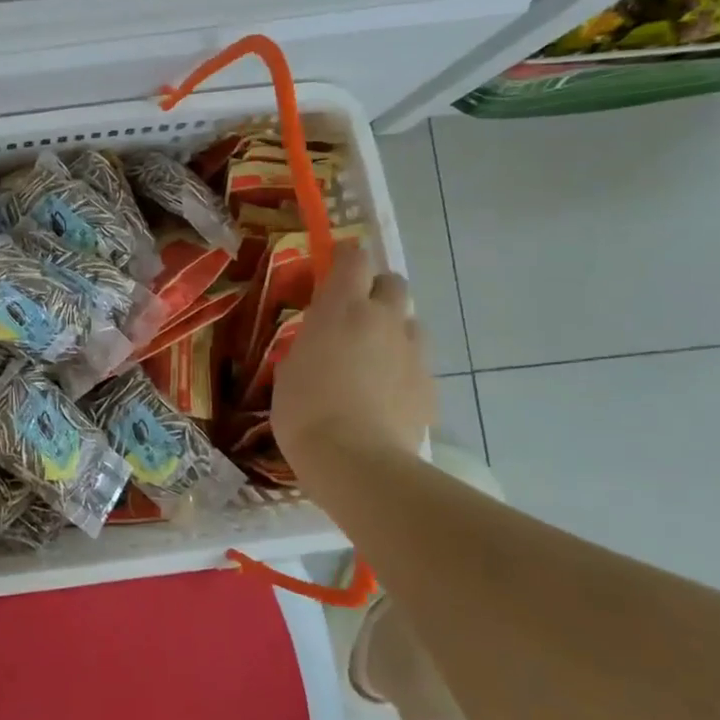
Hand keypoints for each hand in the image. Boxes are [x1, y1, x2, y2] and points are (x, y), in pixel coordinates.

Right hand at [272, 240, 436, 465]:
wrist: (357, 461)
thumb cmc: (304, 411)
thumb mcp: (289, 369)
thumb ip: (310, 344)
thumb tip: (320, 343)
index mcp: (341, 308)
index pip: (354, 258)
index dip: (346, 258)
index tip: (335, 268)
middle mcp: (383, 318)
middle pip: (393, 282)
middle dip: (377, 292)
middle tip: (356, 317)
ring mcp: (412, 351)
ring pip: (411, 323)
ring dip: (394, 331)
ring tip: (374, 360)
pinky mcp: (430, 384)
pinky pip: (418, 363)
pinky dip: (404, 370)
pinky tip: (387, 396)